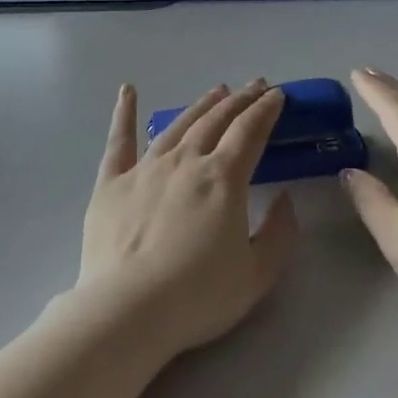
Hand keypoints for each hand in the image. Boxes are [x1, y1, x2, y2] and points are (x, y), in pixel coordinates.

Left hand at [78, 82, 299, 356]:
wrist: (127, 311)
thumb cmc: (198, 296)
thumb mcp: (257, 274)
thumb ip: (279, 233)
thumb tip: (285, 199)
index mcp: (224, 178)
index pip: (250, 132)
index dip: (267, 110)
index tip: (278, 95)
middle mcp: (186, 161)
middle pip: (217, 120)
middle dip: (240, 101)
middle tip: (256, 86)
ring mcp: (145, 168)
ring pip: (178, 125)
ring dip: (201, 105)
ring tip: (217, 91)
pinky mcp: (111, 183)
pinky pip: (119, 140)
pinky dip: (124, 113)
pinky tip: (127, 91)